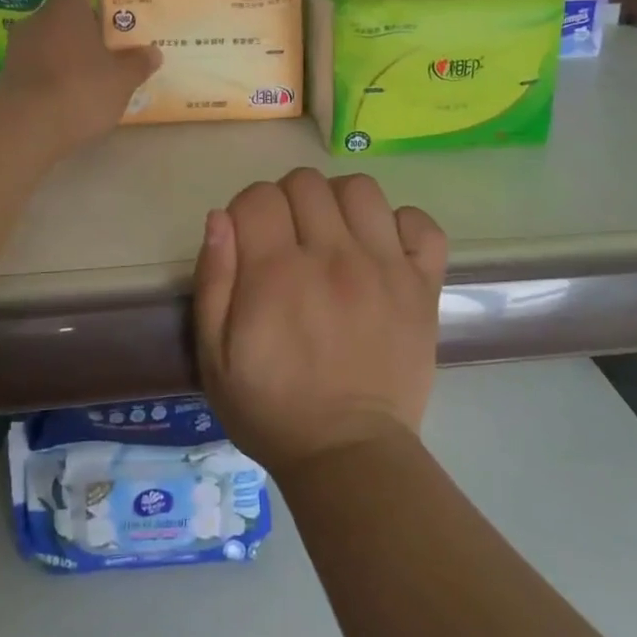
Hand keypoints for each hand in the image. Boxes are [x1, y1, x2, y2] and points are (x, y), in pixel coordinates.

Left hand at [0, 0, 159, 150]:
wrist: (23, 129)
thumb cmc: (78, 90)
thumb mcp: (120, 80)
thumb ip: (137, 64)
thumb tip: (151, 53)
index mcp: (65, 9)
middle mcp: (37, 21)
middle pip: (64, 8)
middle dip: (89, 19)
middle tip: (113, 38)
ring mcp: (19, 48)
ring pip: (51, 36)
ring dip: (73, 46)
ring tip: (98, 69)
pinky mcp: (11, 75)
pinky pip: (40, 60)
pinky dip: (58, 68)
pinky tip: (76, 92)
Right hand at [193, 169, 447, 477]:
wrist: (348, 454)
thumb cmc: (271, 408)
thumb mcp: (215, 356)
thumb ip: (213, 280)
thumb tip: (221, 217)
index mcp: (276, 274)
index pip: (259, 196)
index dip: (247, 210)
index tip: (250, 239)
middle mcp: (332, 257)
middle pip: (306, 182)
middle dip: (288, 201)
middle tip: (289, 240)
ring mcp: (384, 268)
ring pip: (360, 189)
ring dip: (339, 203)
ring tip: (334, 237)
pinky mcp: (422, 285)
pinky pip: (420, 224)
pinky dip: (401, 226)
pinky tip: (382, 249)